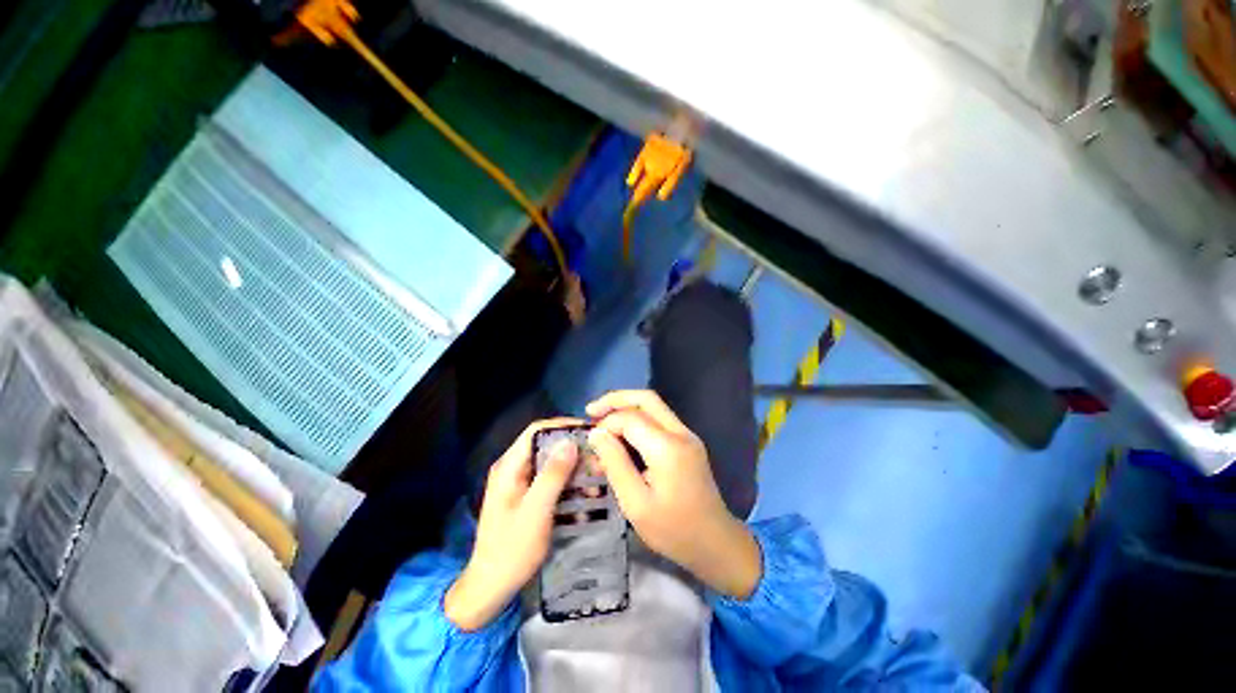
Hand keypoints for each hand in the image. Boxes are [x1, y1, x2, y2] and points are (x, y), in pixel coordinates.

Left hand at [445, 418, 581, 630]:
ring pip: (550, 462)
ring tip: (596, 476)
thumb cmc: (512, 550)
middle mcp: (513, 468)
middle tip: (598, 457)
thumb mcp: (536, 511)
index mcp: (509, 466)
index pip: (537, 430)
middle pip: (545, 445)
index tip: (589, 432)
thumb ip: (552, 475)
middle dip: (573, 449)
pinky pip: (550, 479)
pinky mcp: (526, 495)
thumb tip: (571, 442)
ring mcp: (519, 482)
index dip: (563, 426)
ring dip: (573, 467)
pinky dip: (568, 482)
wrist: (491, 587)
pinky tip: (585, 493)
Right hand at [586, 391, 761, 598]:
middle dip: (616, 399)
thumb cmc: (673, 530)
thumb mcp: (635, 503)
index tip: (590, 440)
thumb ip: (615, 463)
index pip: (630, 418)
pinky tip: (623, 435)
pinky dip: (638, 420)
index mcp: (667, 448)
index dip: (607, 424)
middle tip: (591, 411)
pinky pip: (660, 420)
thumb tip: (596, 433)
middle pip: (646, 398)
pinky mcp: (688, 442)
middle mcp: (680, 433)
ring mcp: (687, 435)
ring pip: (654, 406)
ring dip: (627, 408)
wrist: (715, 543)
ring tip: (603, 421)